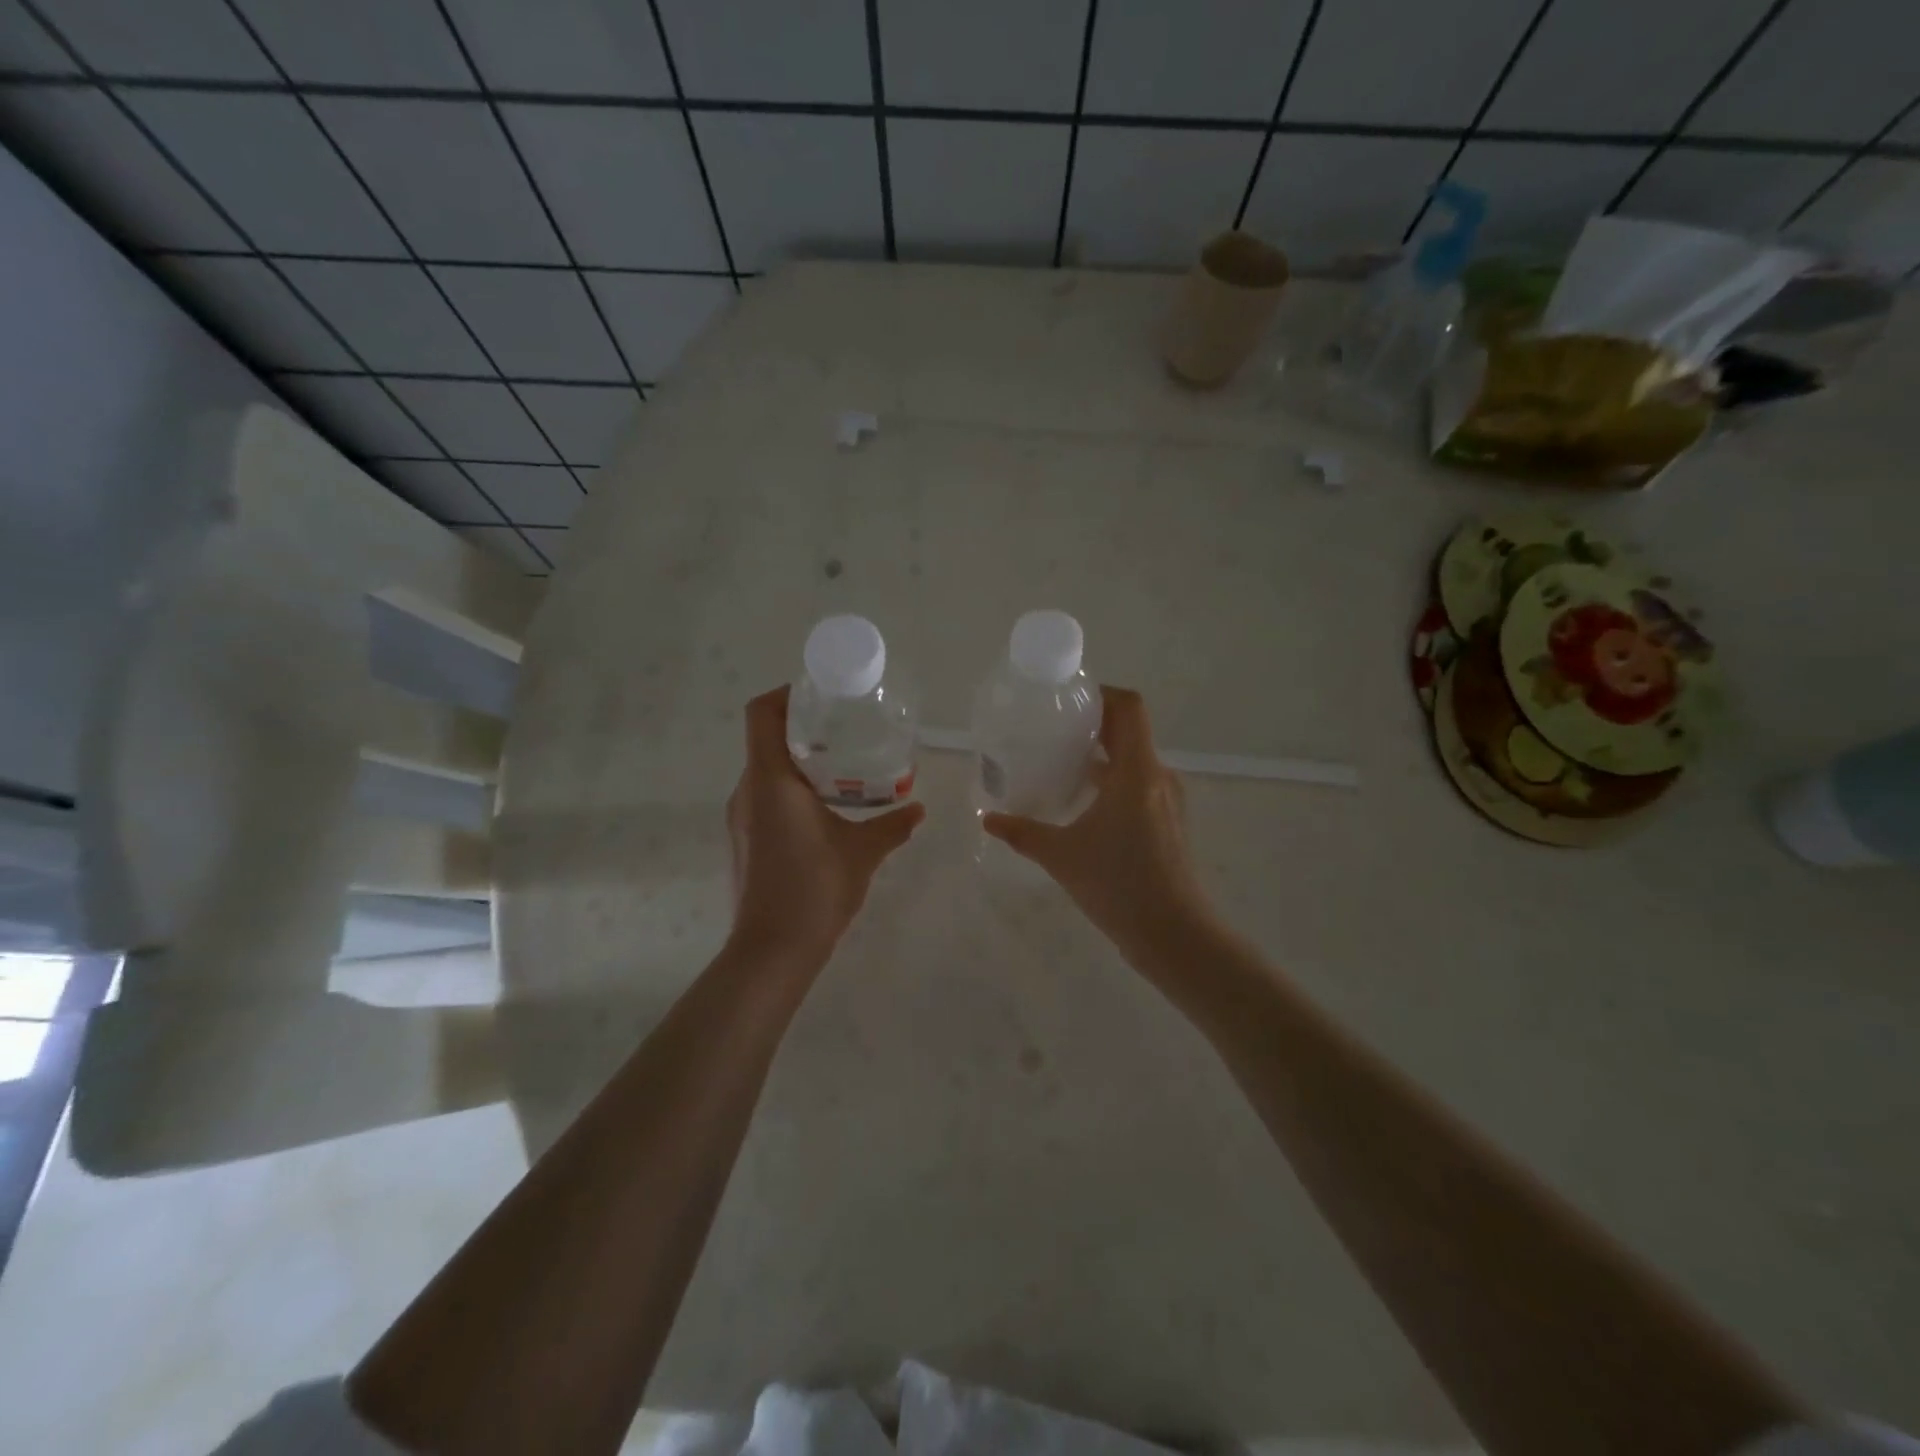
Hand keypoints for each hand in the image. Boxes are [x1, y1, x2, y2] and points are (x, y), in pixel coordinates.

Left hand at [726, 686, 925, 966]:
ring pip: (765, 772)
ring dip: (798, 764)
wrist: (772, 950)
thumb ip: (893, 825)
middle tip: (844, 731)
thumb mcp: (863, 851)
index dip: (785, 694)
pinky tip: (824, 811)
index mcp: (770, 780)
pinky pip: (764, 799)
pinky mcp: (744, 841)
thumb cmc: (816, 888)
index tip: (819, 695)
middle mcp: (747, 791)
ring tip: (841, 771)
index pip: (761, 714)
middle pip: (765, 740)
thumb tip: (918, 808)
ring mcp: (740, 818)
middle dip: (802, 730)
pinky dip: (790, 792)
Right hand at [982, 687, 1212, 959]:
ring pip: (1134, 760)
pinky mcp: (1169, 823)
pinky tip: (1085, 805)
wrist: (1175, 936)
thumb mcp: (1061, 856)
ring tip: (1062, 764)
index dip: (1100, 694)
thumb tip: (988, 819)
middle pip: (1130, 731)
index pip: (1129, 708)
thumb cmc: (1119, 886)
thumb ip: (1022, 832)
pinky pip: (1140, 784)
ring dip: (1103, 755)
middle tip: (1052, 730)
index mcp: (1137, 772)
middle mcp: (1158, 777)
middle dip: (1093, 725)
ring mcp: (1168, 801)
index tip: (1067, 700)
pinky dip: (1114, 781)